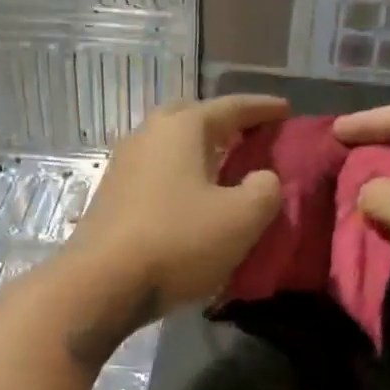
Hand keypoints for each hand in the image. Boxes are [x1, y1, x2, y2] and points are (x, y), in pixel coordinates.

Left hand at [65, 96, 286, 317]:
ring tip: (223, 168)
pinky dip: (180, 177)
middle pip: (191, 117)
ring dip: (198, 152)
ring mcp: (123, 166)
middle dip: (223, 123)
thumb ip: (265, 190)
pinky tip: (191, 199)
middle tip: (249, 136)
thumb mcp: (242, 218)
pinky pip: (156, 173)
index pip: (231, 107)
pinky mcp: (112, 197)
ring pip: (169, 146)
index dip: (263, 109)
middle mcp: (148, 135)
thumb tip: (263, 178)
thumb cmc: (179, 241)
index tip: (286, 110)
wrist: (103, 283)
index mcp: (182, 128)